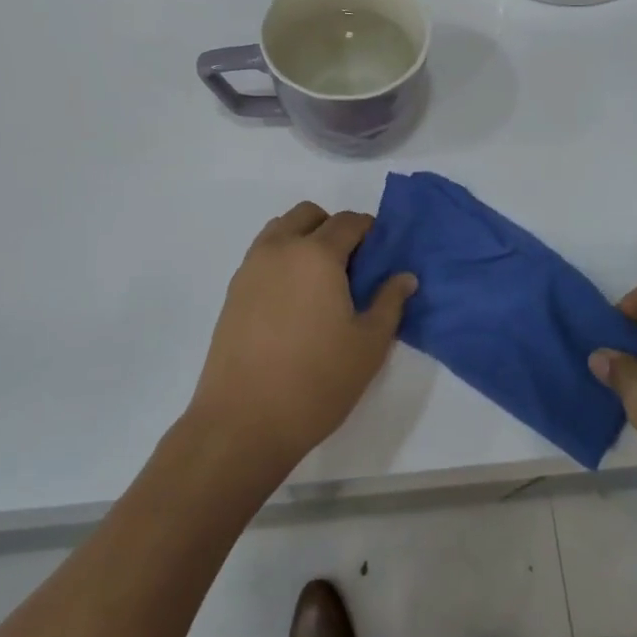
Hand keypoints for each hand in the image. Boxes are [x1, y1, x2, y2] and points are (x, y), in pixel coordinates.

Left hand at [187, 201, 415, 478]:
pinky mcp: (232, 291)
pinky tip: (293, 302)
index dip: (370, 230)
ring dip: (303, 239)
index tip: (381, 254)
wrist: (243, 421)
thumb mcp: (369, 344)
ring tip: (320, 282)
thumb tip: (404, 276)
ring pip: (280, 230)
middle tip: (351, 266)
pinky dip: (281, 259)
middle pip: (309, 215)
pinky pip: (262, 255)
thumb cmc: (317, 381)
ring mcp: (250, 268)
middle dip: (333, 228)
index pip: (348, 222)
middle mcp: (280, 249)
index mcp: (316, 254)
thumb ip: (390, 302)